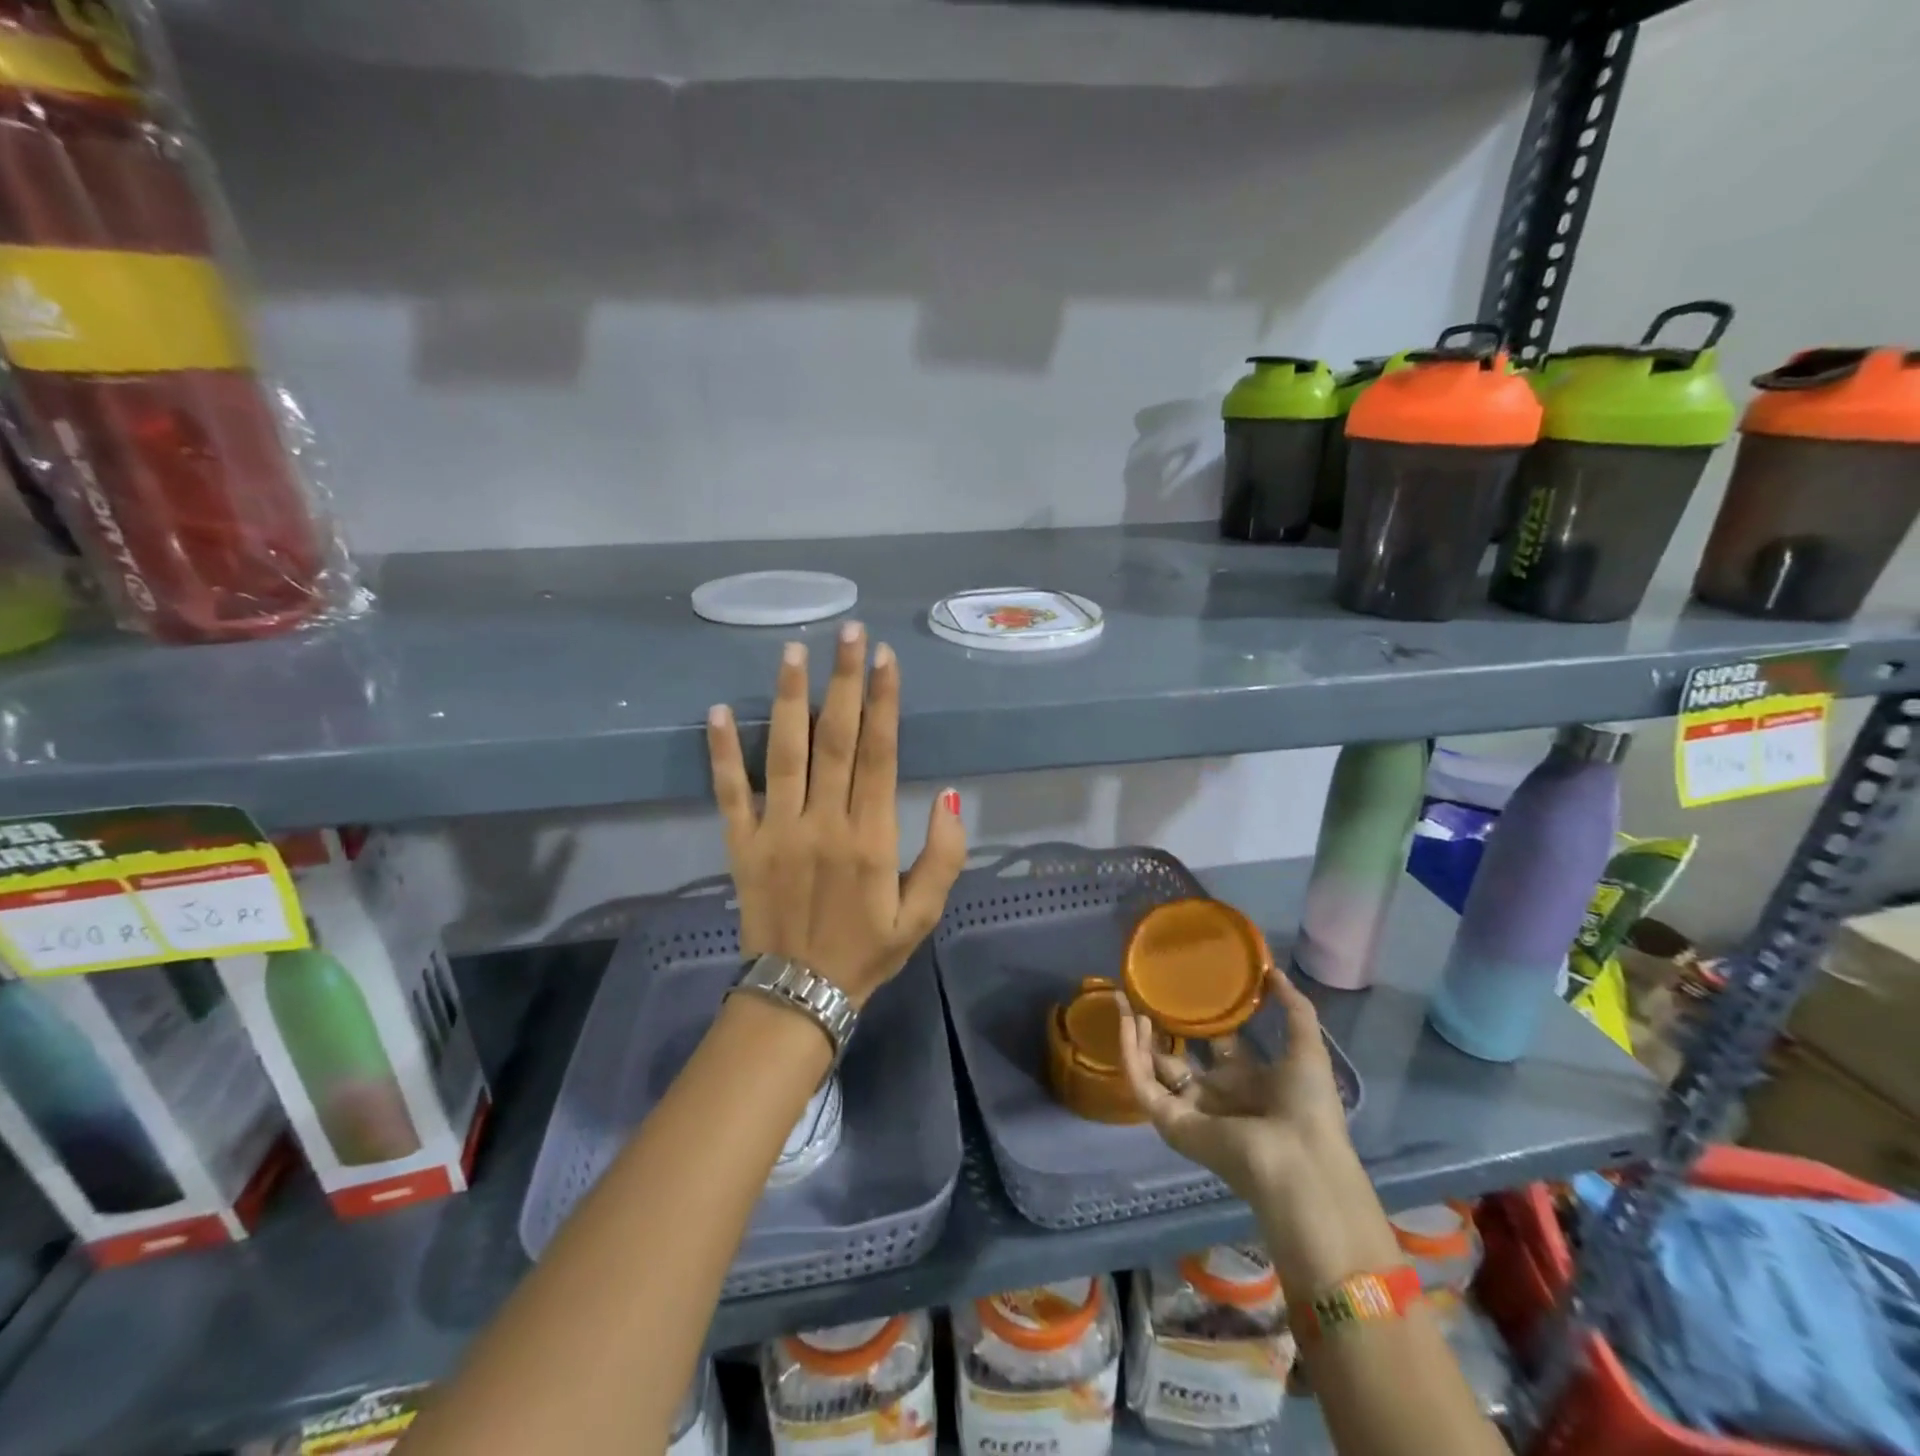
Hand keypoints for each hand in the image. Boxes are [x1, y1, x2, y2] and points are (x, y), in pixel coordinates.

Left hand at [706, 623, 967, 1005]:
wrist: (799, 994)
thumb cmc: (868, 951)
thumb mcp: (924, 915)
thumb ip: (944, 855)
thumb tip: (953, 794)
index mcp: (870, 837)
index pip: (880, 754)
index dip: (883, 702)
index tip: (885, 657)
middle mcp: (823, 822)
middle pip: (836, 739)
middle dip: (844, 681)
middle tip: (848, 631)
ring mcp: (777, 830)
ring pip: (784, 753)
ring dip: (789, 699)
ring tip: (793, 651)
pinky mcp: (742, 844)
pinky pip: (730, 792)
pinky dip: (722, 752)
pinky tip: (719, 710)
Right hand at [1120, 965, 1398, 1291]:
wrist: (1297, 1159)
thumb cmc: (1306, 1106)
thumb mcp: (1307, 1047)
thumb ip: (1294, 1008)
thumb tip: (1273, 970)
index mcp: (1249, 1084)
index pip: (1221, 1047)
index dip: (1207, 1019)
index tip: (1193, 989)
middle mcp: (1217, 1096)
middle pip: (1180, 1058)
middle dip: (1162, 1028)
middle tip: (1147, 994)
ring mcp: (1190, 1109)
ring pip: (1152, 1068)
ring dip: (1136, 1036)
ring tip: (1126, 1000)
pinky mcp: (1169, 1119)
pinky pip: (1142, 1083)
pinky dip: (1130, 1052)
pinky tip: (1128, 1021)